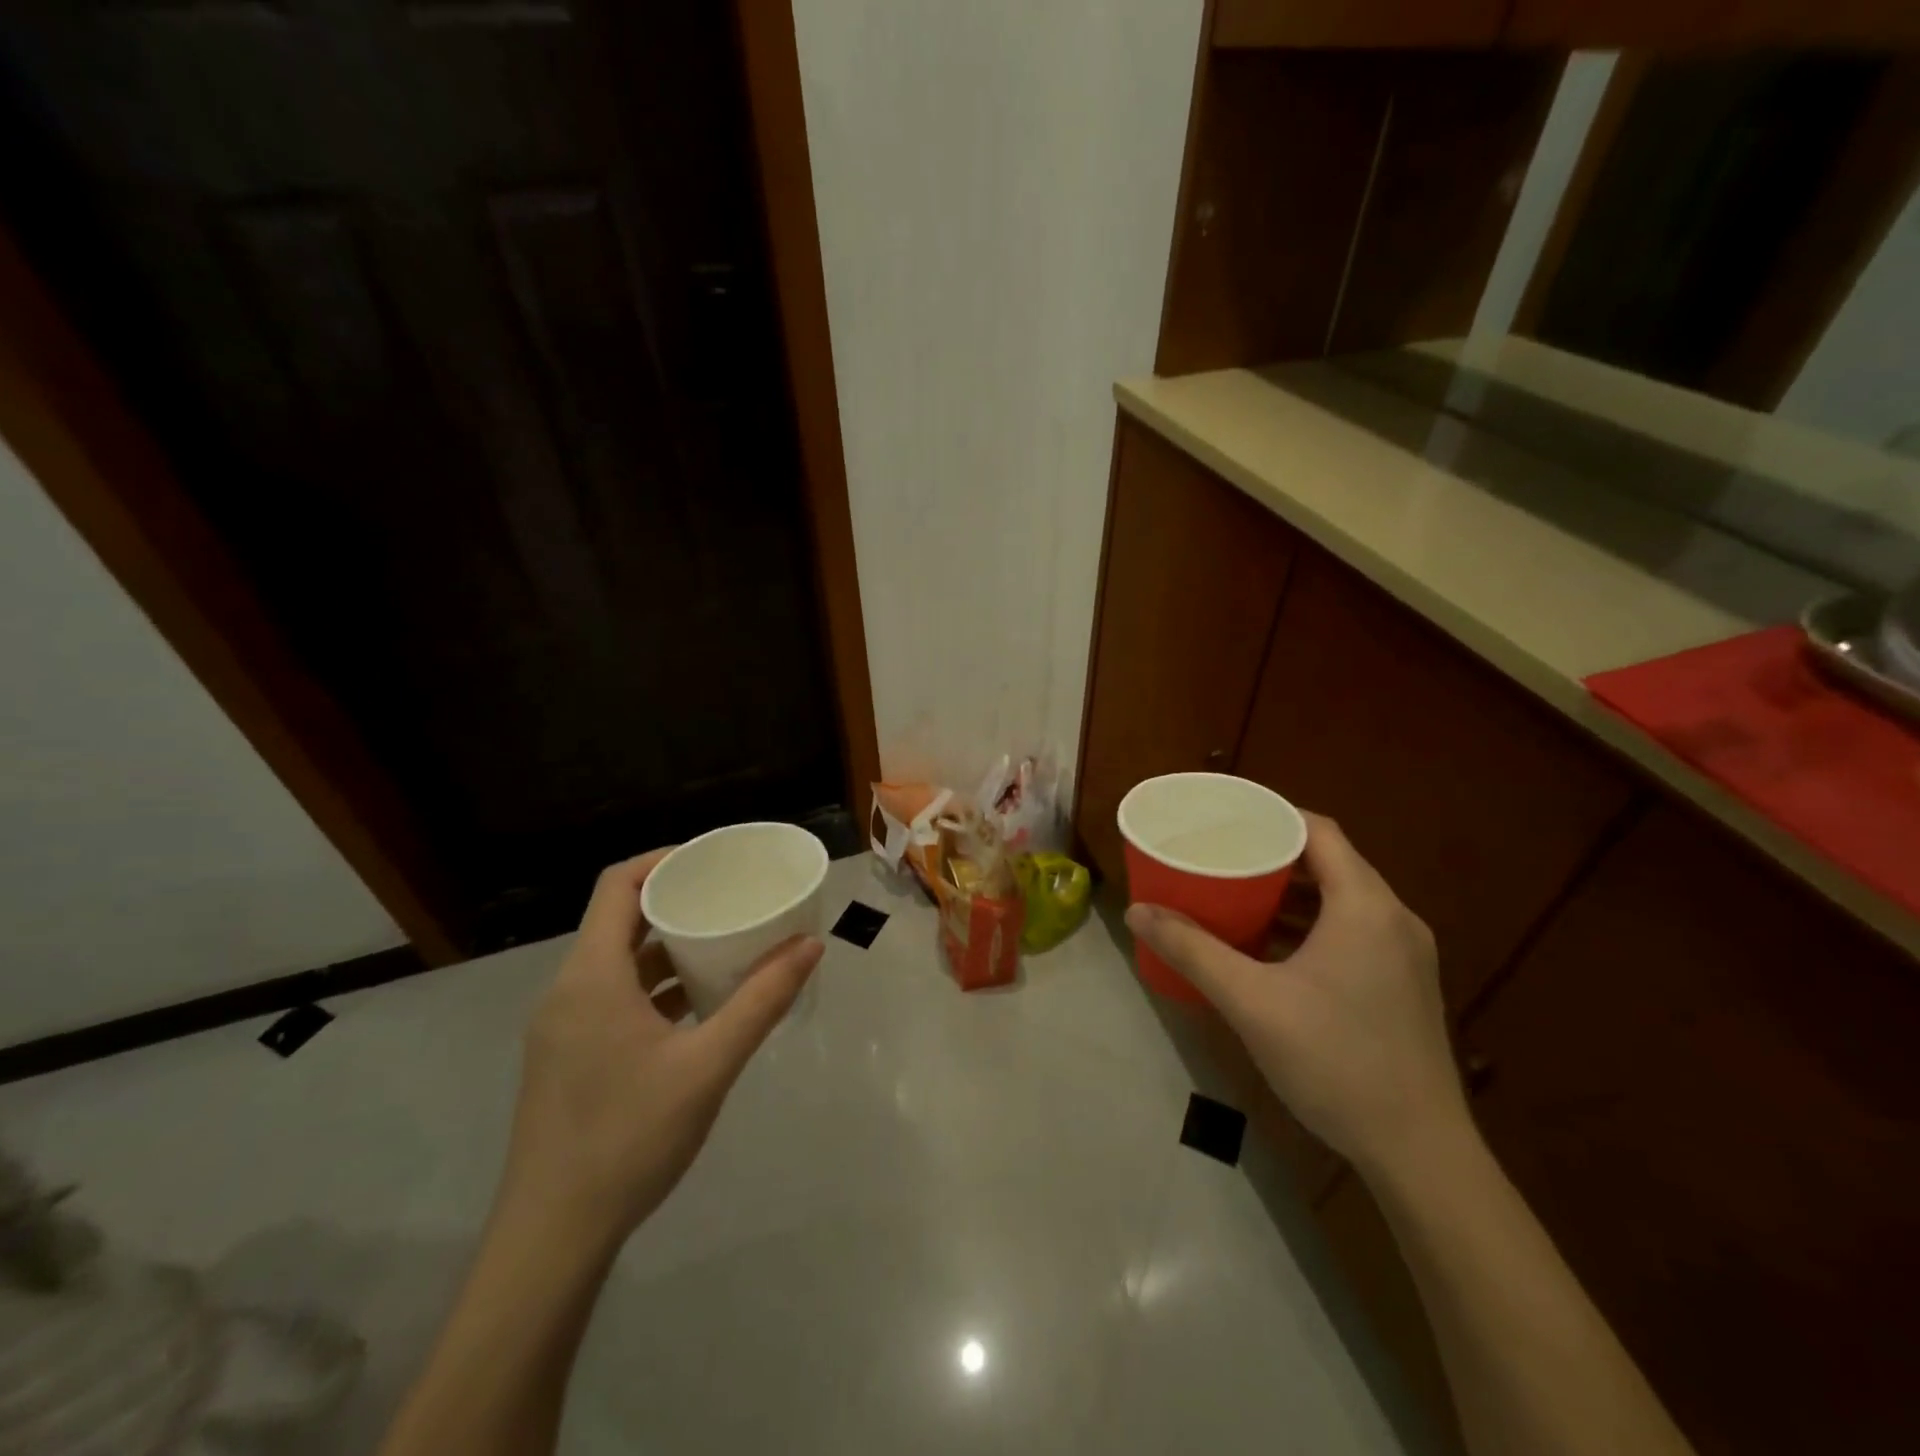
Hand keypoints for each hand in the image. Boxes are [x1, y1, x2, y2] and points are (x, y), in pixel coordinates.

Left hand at [493, 849, 822, 1252]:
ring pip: (616, 961)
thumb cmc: (629, 1139)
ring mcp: (563, 1027)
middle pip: (619, 919)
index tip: (713, 860)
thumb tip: (810, 946)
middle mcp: (568, 990)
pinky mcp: (567, 1057)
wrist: (551, 1239)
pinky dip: (653, 984)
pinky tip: (696, 1004)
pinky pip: (612, 996)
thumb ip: (762, 1001)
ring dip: (666, 945)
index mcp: (591, 977)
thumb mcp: (709, 1065)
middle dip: (675, 901)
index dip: (664, 860)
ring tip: (723, 942)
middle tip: (730, 896)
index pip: (618, 885)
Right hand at [1126, 815, 1469, 1179]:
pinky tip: (1272, 947)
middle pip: (1330, 862)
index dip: (1272, 815)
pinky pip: (1352, 930)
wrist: (1419, 1154)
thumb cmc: (1335, 1061)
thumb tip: (1136, 912)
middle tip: (1220, 853)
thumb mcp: (1251, 1002)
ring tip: (1236, 892)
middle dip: (1273, 854)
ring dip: (1292, 892)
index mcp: (1366, 906)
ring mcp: (1405, 954)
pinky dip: (1311, 924)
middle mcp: (1393, 919)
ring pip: (1342, 899)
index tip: (1226, 817)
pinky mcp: (1403, 985)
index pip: (1319, 831)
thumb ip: (1192, 950)